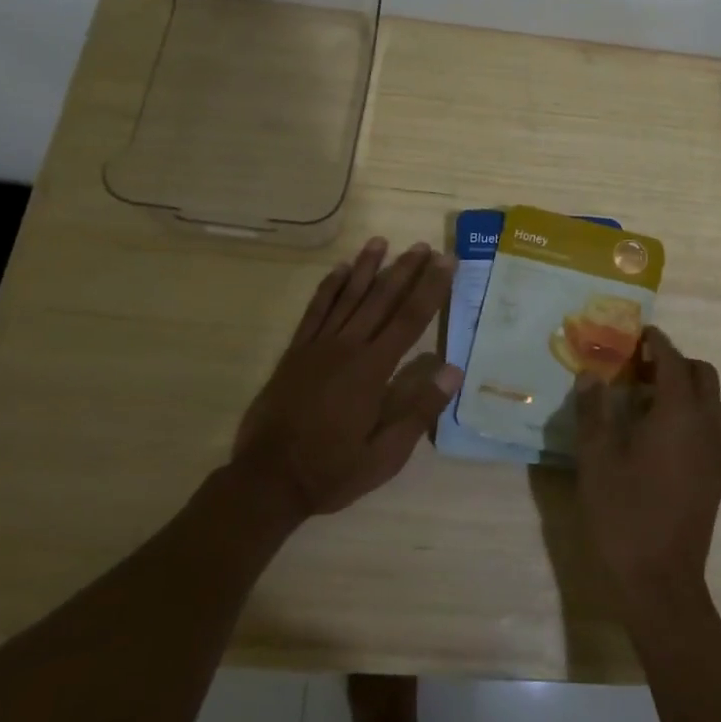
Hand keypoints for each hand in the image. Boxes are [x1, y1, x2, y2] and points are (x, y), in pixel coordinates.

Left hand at [231, 238, 460, 518]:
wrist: (268, 480)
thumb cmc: (333, 470)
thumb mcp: (385, 455)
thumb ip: (418, 410)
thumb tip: (452, 370)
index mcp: (372, 370)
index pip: (410, 319)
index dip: (431, 288)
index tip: (446, 262)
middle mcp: (347, 348)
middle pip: (382, 299)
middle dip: (405, 270)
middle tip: (424, 246)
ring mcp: (318, 346)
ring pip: (348, 296)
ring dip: (366, 268)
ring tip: (381, 242)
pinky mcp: (296, 352)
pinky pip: (315, 310)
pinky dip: (328, 287)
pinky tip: (339, 269)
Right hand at [575, 327, 720, 605]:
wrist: (660, 583)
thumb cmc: (623, 514)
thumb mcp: (596, 458)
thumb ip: (593, 410)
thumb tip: (591, 374)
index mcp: (679, 413)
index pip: (673, 360)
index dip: (656, 341)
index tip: (637, 332)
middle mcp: (707, 426)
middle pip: (702, 375)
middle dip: (675, 362)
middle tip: (638, 367)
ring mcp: (718, 455)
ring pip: (710, 404)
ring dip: (683, 391)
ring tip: (644, 401)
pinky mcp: (718, 480)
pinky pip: (711, 434)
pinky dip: (692, 422)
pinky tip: (663, 441)